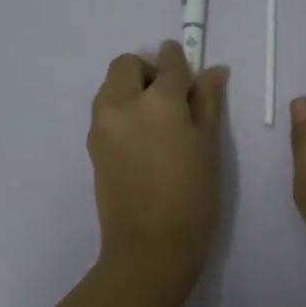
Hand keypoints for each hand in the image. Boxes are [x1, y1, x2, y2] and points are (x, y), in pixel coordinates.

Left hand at [88, 40, 229, 288]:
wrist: (150, 247)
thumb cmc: (193, 197)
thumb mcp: (208, 146)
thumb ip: (208, 102)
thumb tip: (213, 70)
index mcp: (159, 101)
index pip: (169, 63)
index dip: (180, 60)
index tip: (188, 69)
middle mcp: (123, 104)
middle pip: (127, 65)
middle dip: (148, 70)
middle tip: (170, 99)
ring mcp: (102, 125)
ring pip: (111, 86)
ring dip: (130, 89)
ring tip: (155, 122)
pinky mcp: (92, 146)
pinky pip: (105, 112)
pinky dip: (121, 111)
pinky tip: (141, 142)